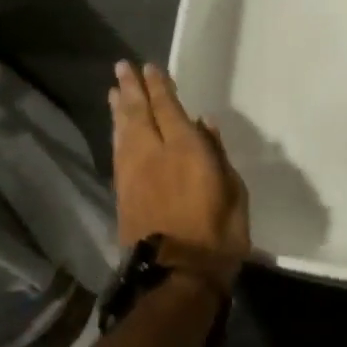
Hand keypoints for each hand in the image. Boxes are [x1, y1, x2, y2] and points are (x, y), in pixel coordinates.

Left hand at [109, 62, 250, 288]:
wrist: (176, 279)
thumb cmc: (217, 234)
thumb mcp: (233, 191)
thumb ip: (217, 154)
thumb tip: (205, 124)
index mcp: (185, 149)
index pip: (168, 107)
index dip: (159, 86)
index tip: (150, 67)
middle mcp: (154, 154)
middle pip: (138, 114)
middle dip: (131, 89)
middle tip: (121, 68)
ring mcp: (134, 174)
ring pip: (123, 132)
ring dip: (118, 110)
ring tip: (113, 91)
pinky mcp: (123, 195)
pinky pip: (118, 153)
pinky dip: (116, 135)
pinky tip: (116, 130)